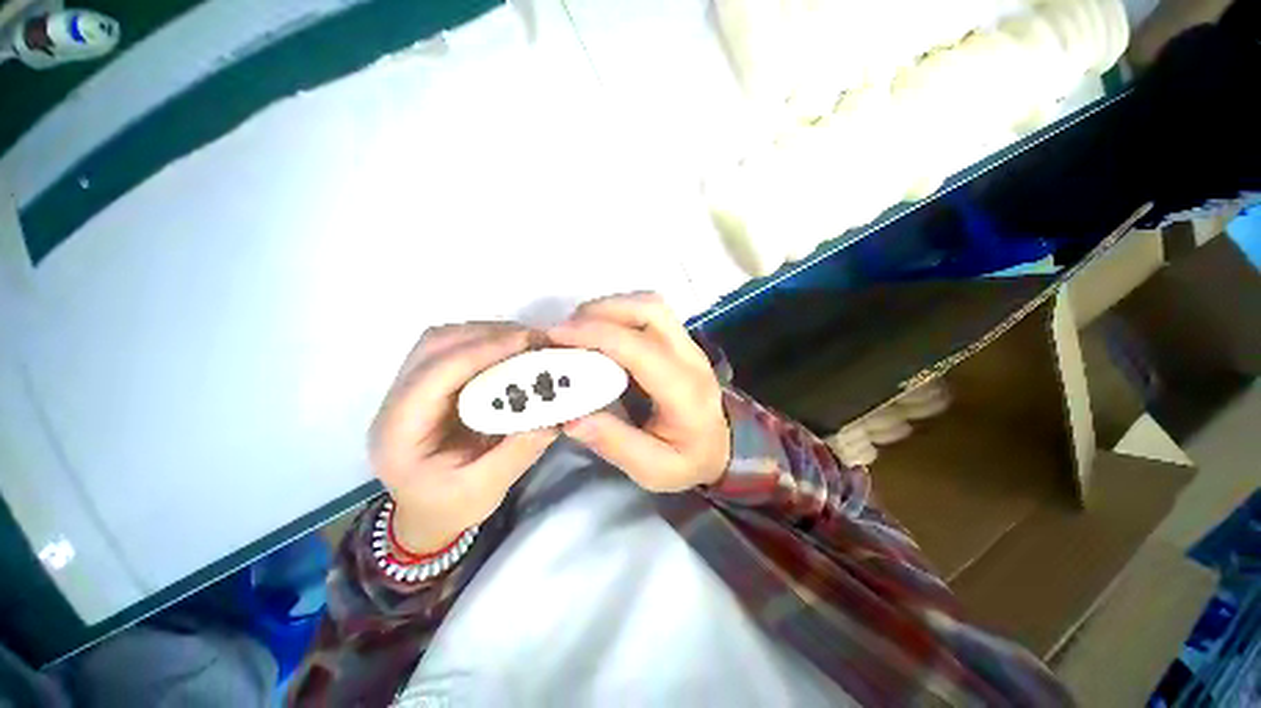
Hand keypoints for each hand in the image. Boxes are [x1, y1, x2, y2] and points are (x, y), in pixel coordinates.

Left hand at [369, 324, 558, 553]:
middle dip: (486, 335)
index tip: (527, 341)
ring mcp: (409, 390)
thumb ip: (518, 451)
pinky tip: (510, 351)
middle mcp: (397, 402)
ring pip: (442, 341)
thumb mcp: (485, 490)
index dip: (482, 350)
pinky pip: (454, 350)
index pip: (436, 373)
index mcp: (399, 431)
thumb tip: (555, 414)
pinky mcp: (429, 386)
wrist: (426, 513)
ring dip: (485, 334)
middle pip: (434, 346)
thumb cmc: (449, 507)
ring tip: (525, 342)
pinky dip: (484, 343)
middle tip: (532, 339)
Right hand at [548, 293, 730, 491]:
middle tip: (566, 331)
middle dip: (602, 311)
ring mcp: (688, 343)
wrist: (726, 445)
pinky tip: (601, 332)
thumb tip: (572, 418)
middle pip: (650, 310)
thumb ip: (616, 445)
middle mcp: (690, 356)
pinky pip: (649, 313)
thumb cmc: (690, 458)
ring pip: (650, 304)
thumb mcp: (655, 470)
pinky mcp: (680, 340)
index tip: (557, 336)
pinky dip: (620, 313)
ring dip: (611, 308)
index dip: (597, 335)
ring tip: (579, 329)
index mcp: (684, 391)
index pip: (640, 348)